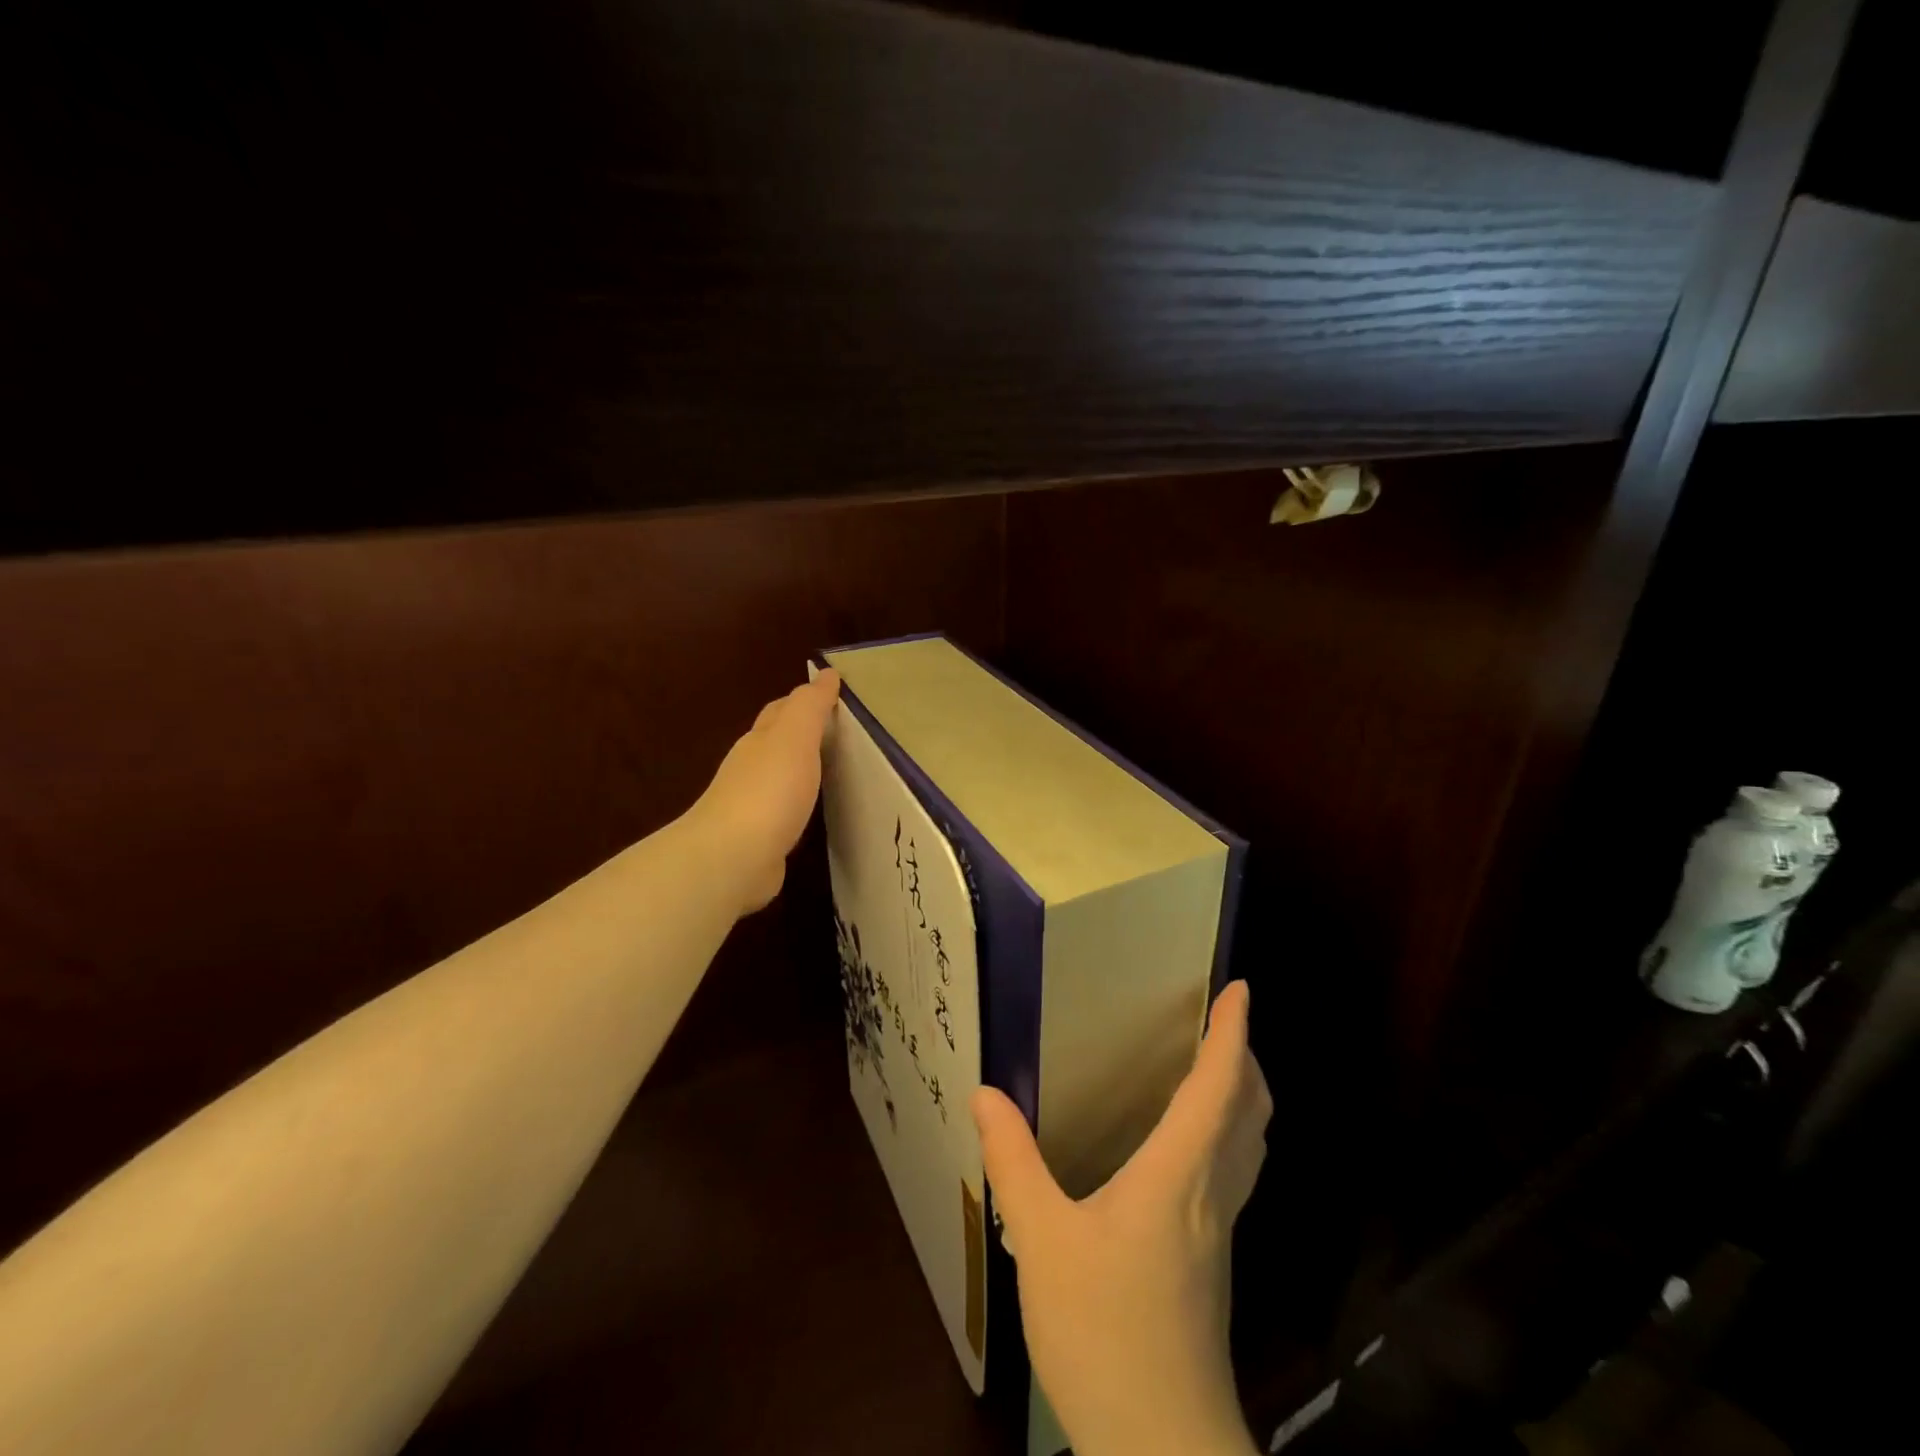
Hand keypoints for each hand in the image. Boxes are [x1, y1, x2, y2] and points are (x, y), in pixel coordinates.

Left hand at [686, 668, 840, 915]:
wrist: (732, 858)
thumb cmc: (768, 791)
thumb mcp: (795, 738)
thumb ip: (810, 707)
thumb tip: (826, 674)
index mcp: (761, 740)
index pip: (783, 710)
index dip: (806, 700)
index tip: (833, 695)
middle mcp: (751, 768)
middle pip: (776, 741)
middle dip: (799, 731)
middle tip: (834, 729)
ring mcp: (751, 805)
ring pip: (778, 777)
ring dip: (798, 768)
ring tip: (828, 767)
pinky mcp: (758, 839)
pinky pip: (783, 811)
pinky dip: (797, 803)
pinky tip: (809, 811)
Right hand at [972, 981, 1269, 1455]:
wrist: (1162, 1449)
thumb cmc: (1106, 1332)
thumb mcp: (1043, 1242)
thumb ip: (1014, 1164)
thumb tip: (986, 1093)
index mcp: (1180, 1175)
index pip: (1219, 1087)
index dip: (1233, 1035)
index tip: (1242, 990)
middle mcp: (1211, 1194)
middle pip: (1249, 1113)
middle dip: (1246, 1060)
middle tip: (1226, 1022)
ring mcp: (1219, 1232)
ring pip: (1248, 1146)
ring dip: (1244, 1097)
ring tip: (1217, 1069)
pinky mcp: (1212, 1262)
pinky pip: (1234, 1173)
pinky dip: (1229, 1135)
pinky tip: (1192, 1147)